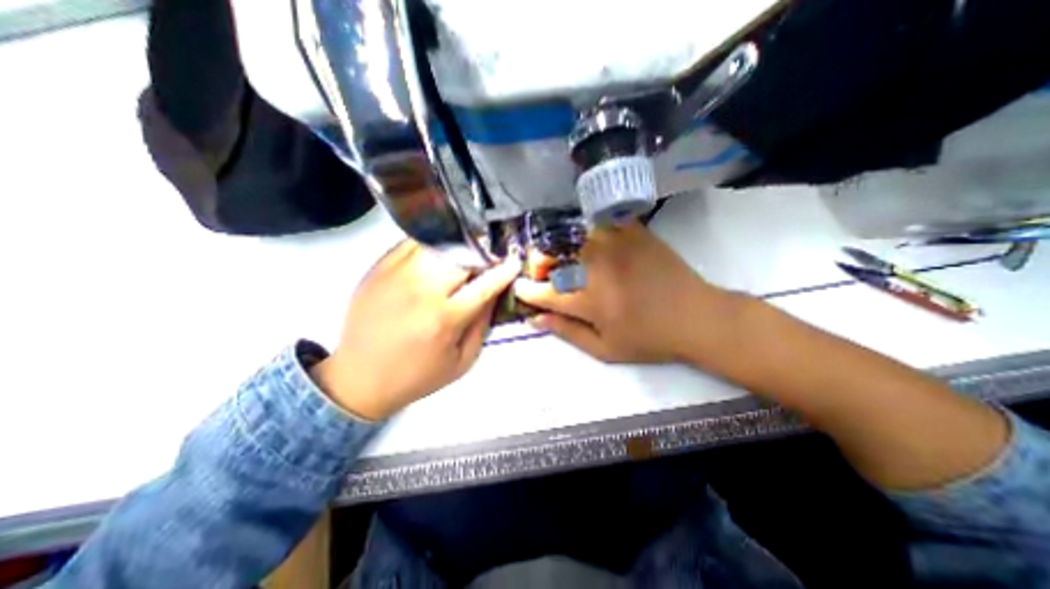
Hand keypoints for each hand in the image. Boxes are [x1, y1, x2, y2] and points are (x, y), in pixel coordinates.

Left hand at [312, 240, 521, 419]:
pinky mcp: (378, 269)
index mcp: (444, 319)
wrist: (359, 378)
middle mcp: (421, 291)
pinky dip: (433, 244)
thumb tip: (495, 292)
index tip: (513, 263)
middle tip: (488, 261)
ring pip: (438, 244)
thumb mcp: (462, 360)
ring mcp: (396, 275)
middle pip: (462, 256)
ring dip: (459, 248)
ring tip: (465, 257)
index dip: (504, 271)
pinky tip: (439, 256)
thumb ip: (482, 324)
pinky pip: (413, 243)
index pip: (484, 284)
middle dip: (482, 255)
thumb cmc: (416, 376)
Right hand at [515, 225, 741, 362]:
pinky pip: (598, 223)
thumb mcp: (605, 349)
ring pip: (570, 235)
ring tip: (567, 259)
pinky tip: (591, 244)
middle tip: (544, 275)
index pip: (543, 291)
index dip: (526, 290)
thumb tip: (536, 318)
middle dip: (537, 265)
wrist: (696, 316)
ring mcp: (615, 243)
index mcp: (589, 300)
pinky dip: (587, 232)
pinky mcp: (633, 231)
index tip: (522, 290)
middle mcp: (596, 267)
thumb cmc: (649, 339)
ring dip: (560, 247)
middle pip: (550, 254)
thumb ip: (567, 332)